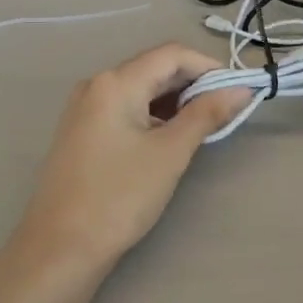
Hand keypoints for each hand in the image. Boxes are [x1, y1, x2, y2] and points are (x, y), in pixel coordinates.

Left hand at [5, 43, 250, 283]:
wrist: (61, 248)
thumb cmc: (119, 196)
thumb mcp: (170, 153)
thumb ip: (206, 114)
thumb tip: (241, 89)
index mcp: (115, 82)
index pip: (172, 54)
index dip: (209, 67)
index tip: (239, 91)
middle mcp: (96, 85)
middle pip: (155, 69)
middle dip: (193, 85)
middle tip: (226, 111)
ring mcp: (85, 109)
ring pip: (141, 90)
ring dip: (175, 102)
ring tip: (204, 127)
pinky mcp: (82, 132)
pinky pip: (126, 109)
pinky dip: (154, 116)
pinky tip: (170, 139)